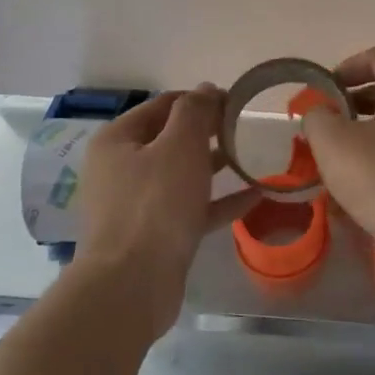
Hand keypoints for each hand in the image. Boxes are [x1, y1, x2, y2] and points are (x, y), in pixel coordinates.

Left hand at [75, 87, 252, 326]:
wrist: (132, 285)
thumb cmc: (154, 205)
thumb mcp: (179, 146)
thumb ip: (195, 112)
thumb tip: (207, 89)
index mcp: (118, 140)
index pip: (163, 105)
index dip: (200, 99)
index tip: (237, 101)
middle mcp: (122, 168)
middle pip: (170, 139)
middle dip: (209, 132)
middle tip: (246, 128)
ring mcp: (137, 204)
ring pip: (181, 175)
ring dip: (215, 165)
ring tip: (252, 157)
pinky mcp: (155, 235)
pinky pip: (191, 208)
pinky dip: (219, 201)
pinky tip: (256, 196)